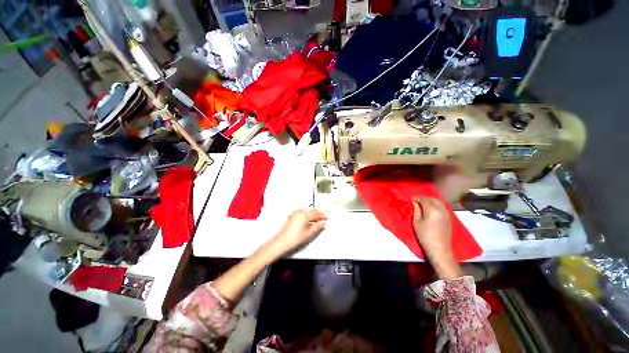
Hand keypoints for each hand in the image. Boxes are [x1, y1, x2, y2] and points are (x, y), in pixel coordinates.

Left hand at [269, 208, 326, 256]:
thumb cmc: (295, 237)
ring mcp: (295, 213)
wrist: (282, 241)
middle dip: (317, 215)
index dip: (322, 216)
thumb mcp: (309, 233)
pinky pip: (301, 213)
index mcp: (305, 214)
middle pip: (311, 211)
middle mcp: (300, 212)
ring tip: (315, 221)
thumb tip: (323, 223)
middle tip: (322, 220)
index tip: (325, 219)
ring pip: (306, 211)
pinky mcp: (291, 216)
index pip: (316, 213)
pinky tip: (307, 221)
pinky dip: (306, 215)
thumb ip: (317, 226)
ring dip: (312, 214)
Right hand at [412, 197, 461, 279]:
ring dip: (430, 201)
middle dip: (424, 198)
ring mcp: (447, 213)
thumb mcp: (416, 222)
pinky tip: (431, 209)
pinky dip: (436, 204)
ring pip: (438, 202)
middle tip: (416, 201)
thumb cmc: (425, 236)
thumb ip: (416, 210)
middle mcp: (441, 209)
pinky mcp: (449, 217)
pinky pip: (442, 206)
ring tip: (423, 204)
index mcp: (432, 210)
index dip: (417, 198)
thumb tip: (414, 202)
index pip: (424, 200)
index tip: (411, 199)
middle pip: (432, 199)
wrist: (439, 249)